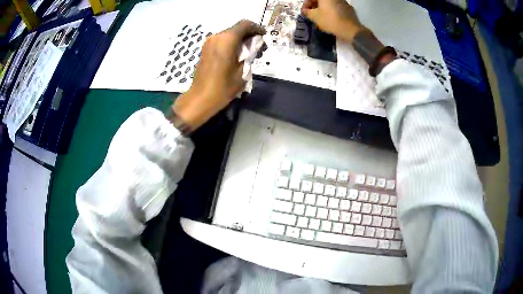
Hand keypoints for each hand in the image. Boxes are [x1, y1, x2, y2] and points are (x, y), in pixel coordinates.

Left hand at [172, 20, 265, 130]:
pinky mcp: (205, 49)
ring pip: (229, 34)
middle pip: (237, 28)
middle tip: (258, 47)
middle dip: (249, 35)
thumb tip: (253, 46)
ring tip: (249, 52)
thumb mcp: (243, 71)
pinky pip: (222, 41)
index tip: (264, 36)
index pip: (245, 25)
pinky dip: (231, 43)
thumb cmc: (223, 87)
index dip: (257, 28)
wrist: (200, 98)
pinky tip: (237, 54)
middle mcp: (217, 36)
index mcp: (227, 39)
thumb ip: (250, 54)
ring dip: (240, 39)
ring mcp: (209, 42)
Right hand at [301, 0, 363, 41]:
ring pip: (329, 3)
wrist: (351, 30)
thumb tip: (305, 11)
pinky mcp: (349, 8)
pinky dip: (332, 11)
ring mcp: (343, 1)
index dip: (306, 4)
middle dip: (314, 6)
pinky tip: (331, 19)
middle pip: (321, 0)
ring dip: (323, 8)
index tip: (305, 11)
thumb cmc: (330, 20)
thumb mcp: (314, 17)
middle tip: (311, 14)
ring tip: (321, 17)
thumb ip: (307, 12)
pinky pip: (337, 7)